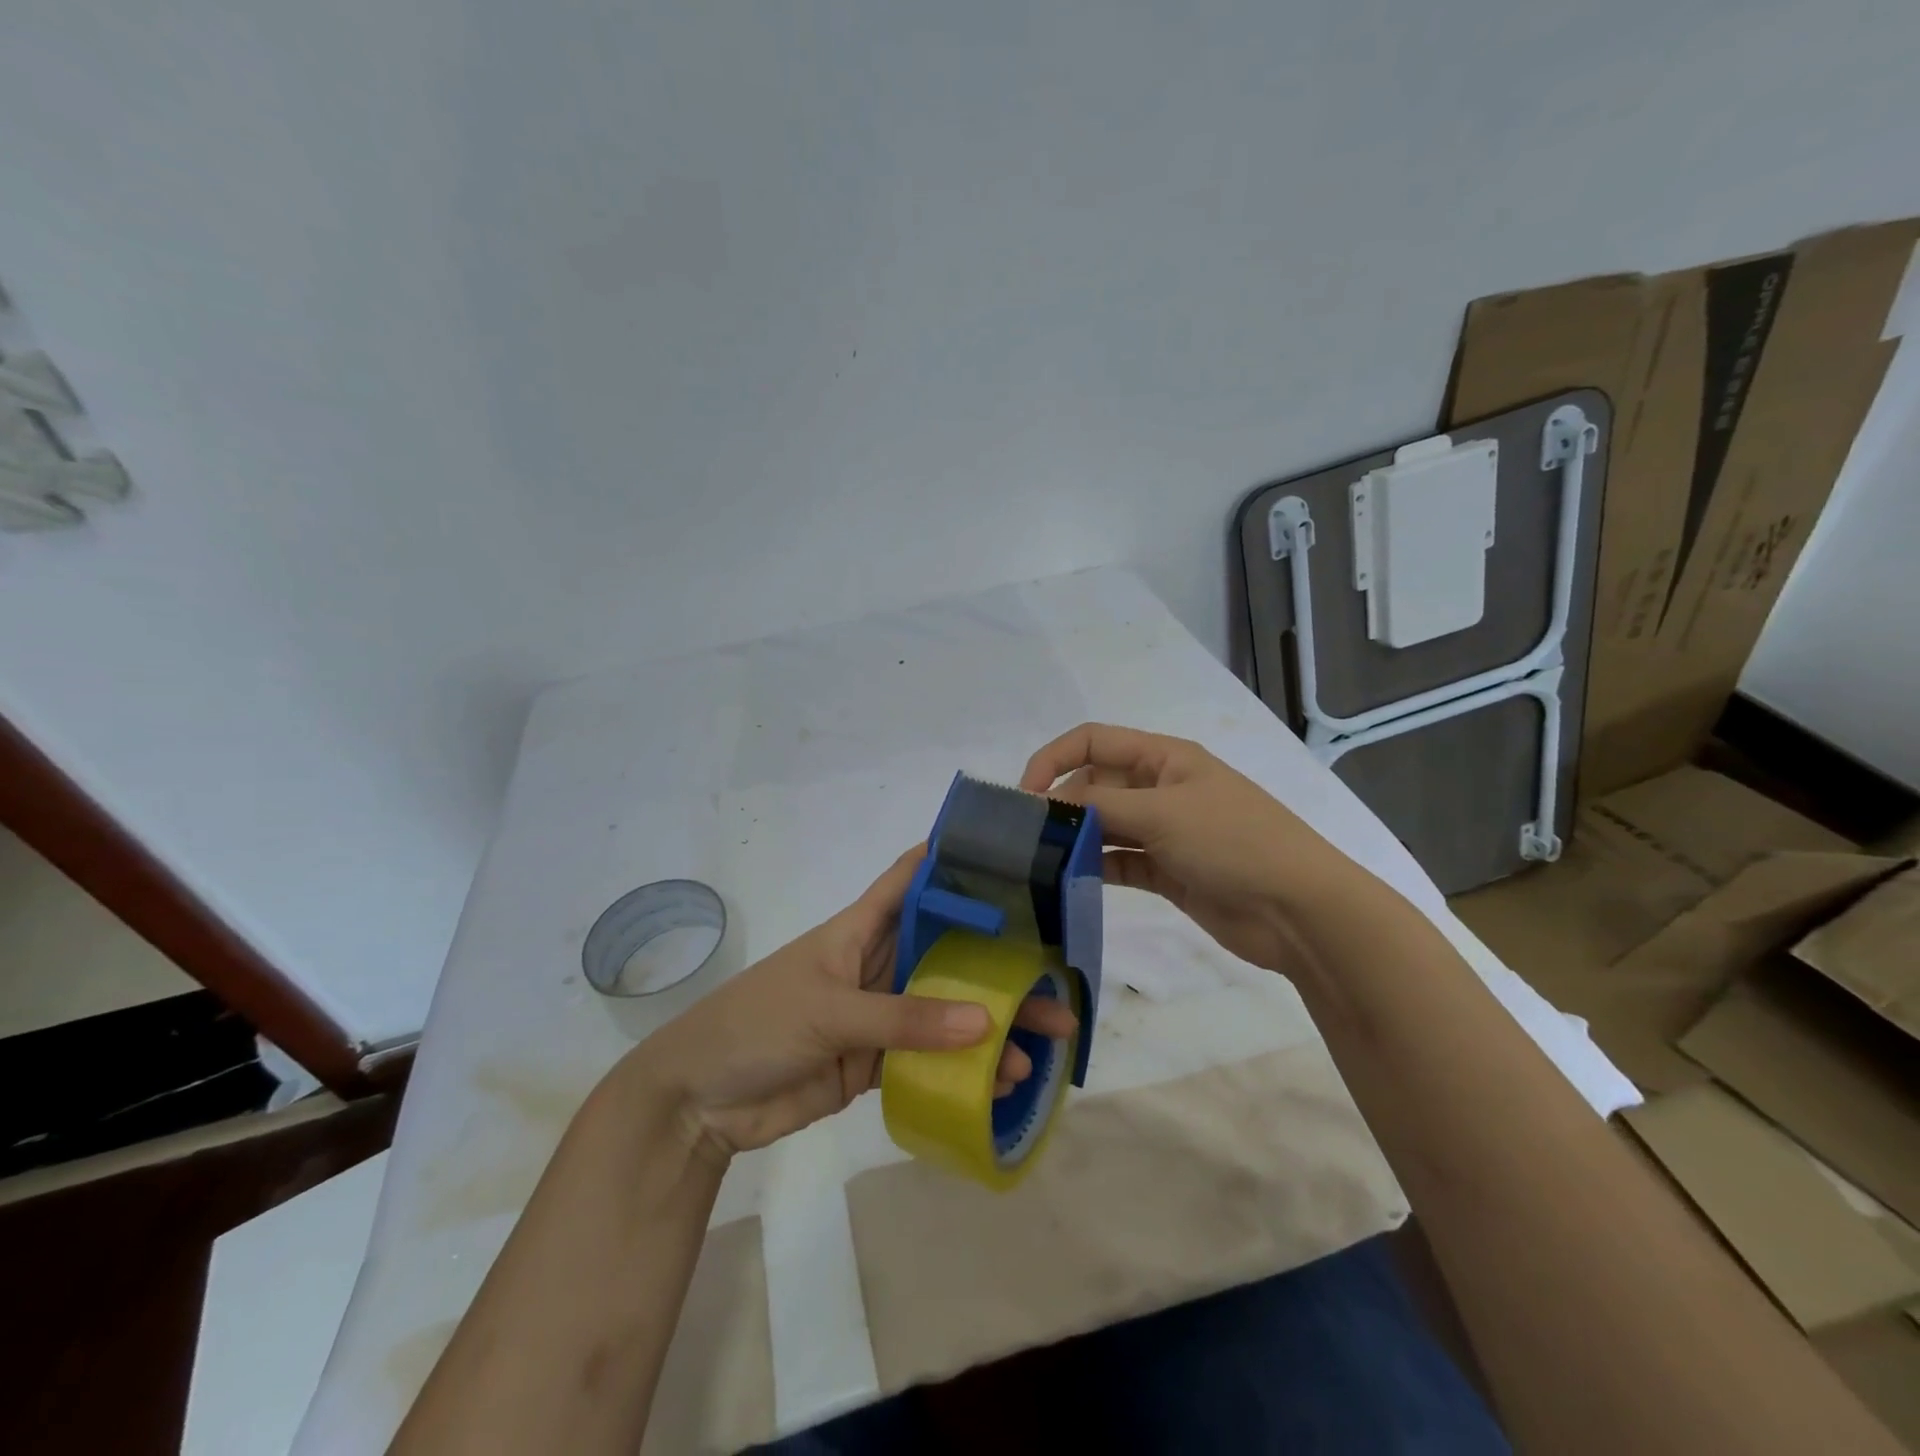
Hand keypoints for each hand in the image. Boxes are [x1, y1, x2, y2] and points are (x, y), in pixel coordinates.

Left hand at [625, 847, 1076, 1160]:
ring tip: (1045, 1040)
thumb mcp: (827, 1011)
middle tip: (1056, 974)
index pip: (911, 879)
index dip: (953, 861)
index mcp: (860, 929)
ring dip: (991, 1021)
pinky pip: (930, 1058)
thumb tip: (985, 1022)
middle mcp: (877, 963)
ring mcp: (879, 1014)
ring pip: (946, 1008)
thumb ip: (903, 1018)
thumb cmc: (755, 1025)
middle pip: (946, 951)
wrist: (700, 1101)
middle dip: (997, 959)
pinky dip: (965, 1068)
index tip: (1009, 858)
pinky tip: (1003, 1081)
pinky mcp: (875, 1061)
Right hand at [1021, 723, 1375, 972]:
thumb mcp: (1163, 813)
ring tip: (1038, 862)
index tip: (1022, 796)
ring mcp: (1164, 831)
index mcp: (1164, 757)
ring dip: (1075, 839)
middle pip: (1095, 785)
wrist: (1299, 911)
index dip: (1053, 759)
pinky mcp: (1167, 871)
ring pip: (1104, 826)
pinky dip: (1095, 868)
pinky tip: (1069, 882)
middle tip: (1027, 839)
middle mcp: (1160, 788)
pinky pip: (1119, 861)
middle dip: (1062, 805)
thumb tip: (1044, 805)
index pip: (1093, 741)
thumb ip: (1099, 806)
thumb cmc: (1234, 842)